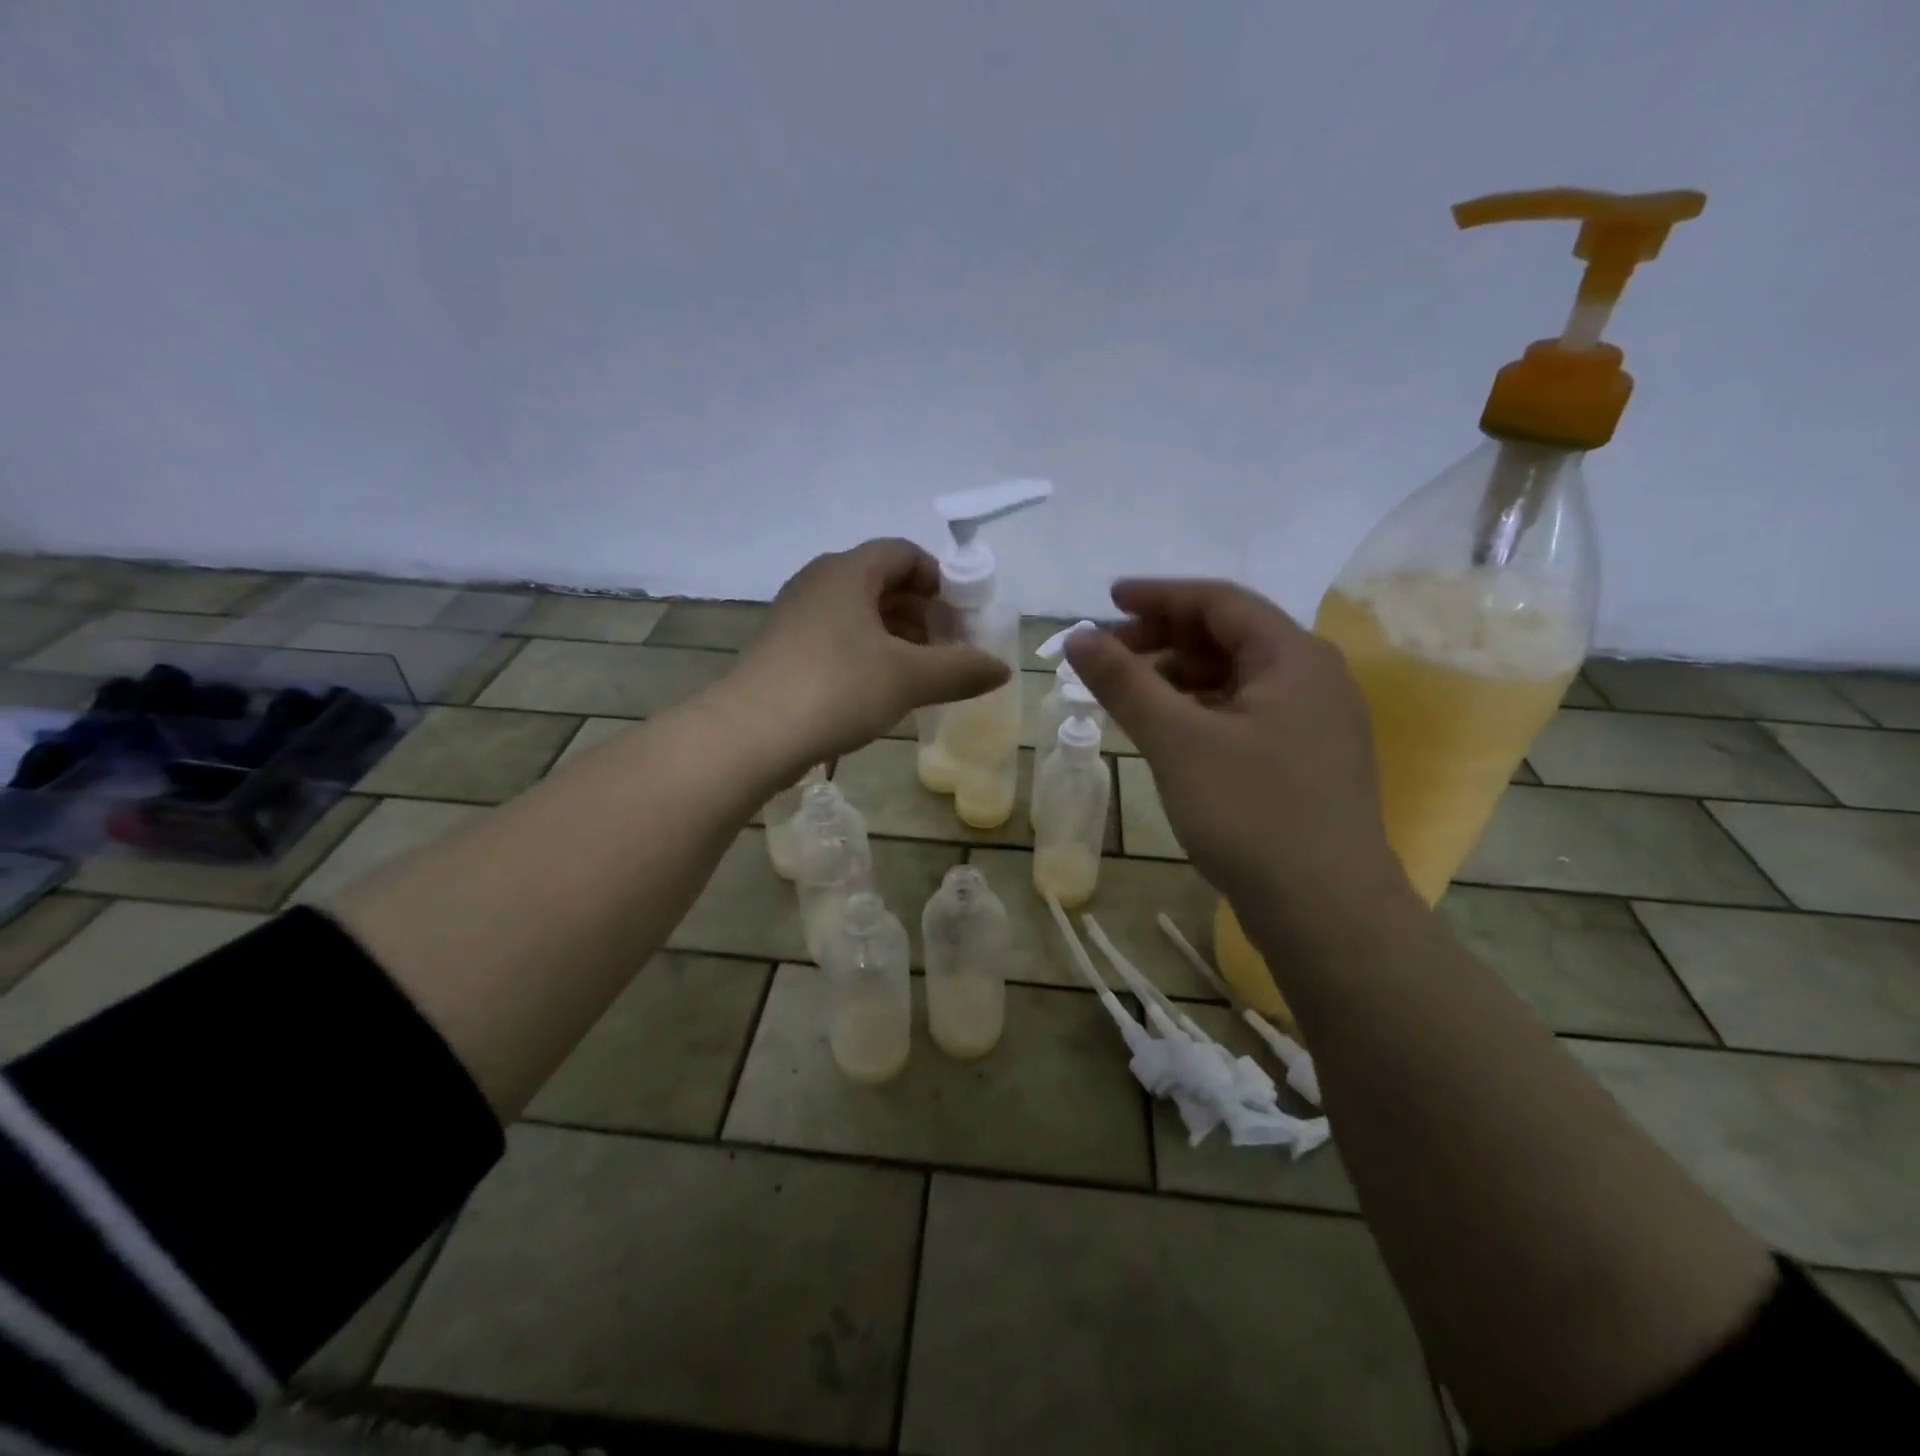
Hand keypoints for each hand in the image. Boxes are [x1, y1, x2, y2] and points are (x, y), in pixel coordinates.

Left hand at [734, 538, 1008, 762]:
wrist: (749, 735)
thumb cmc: (836, 689)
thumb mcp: (910, 679)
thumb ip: (962, 669)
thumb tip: (1002, 668)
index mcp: (848, 572)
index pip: (905, 554)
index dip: (942, 580)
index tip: (965, 616)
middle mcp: (819, 582)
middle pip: (883, 583)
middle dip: (924, 612)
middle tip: (951, 649)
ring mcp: (796, 616)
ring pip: (860, 614)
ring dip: (898, 637)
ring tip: (925, 673)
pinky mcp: (784, 650)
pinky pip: (838, 638)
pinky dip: (869, 654)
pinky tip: (884, 689)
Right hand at [1065, 579, 1412, 940]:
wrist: (1327, 911)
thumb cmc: (1251, 814)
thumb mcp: (1177, 741)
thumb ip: (1124, 682)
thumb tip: (1076, 636)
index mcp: (1293, 657)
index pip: (1219, 601)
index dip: (1158, 596)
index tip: (1106, 600)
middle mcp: (1313, 678)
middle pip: (1228, 636)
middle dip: (1163, 638)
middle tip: (1108, 654)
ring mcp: (1314, 722)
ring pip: (1235, 678)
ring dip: (1178, 676)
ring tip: (1128, 694)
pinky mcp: (1305, 760)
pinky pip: (1244, 713)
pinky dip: (1200, 711)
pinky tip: (1167, 731)